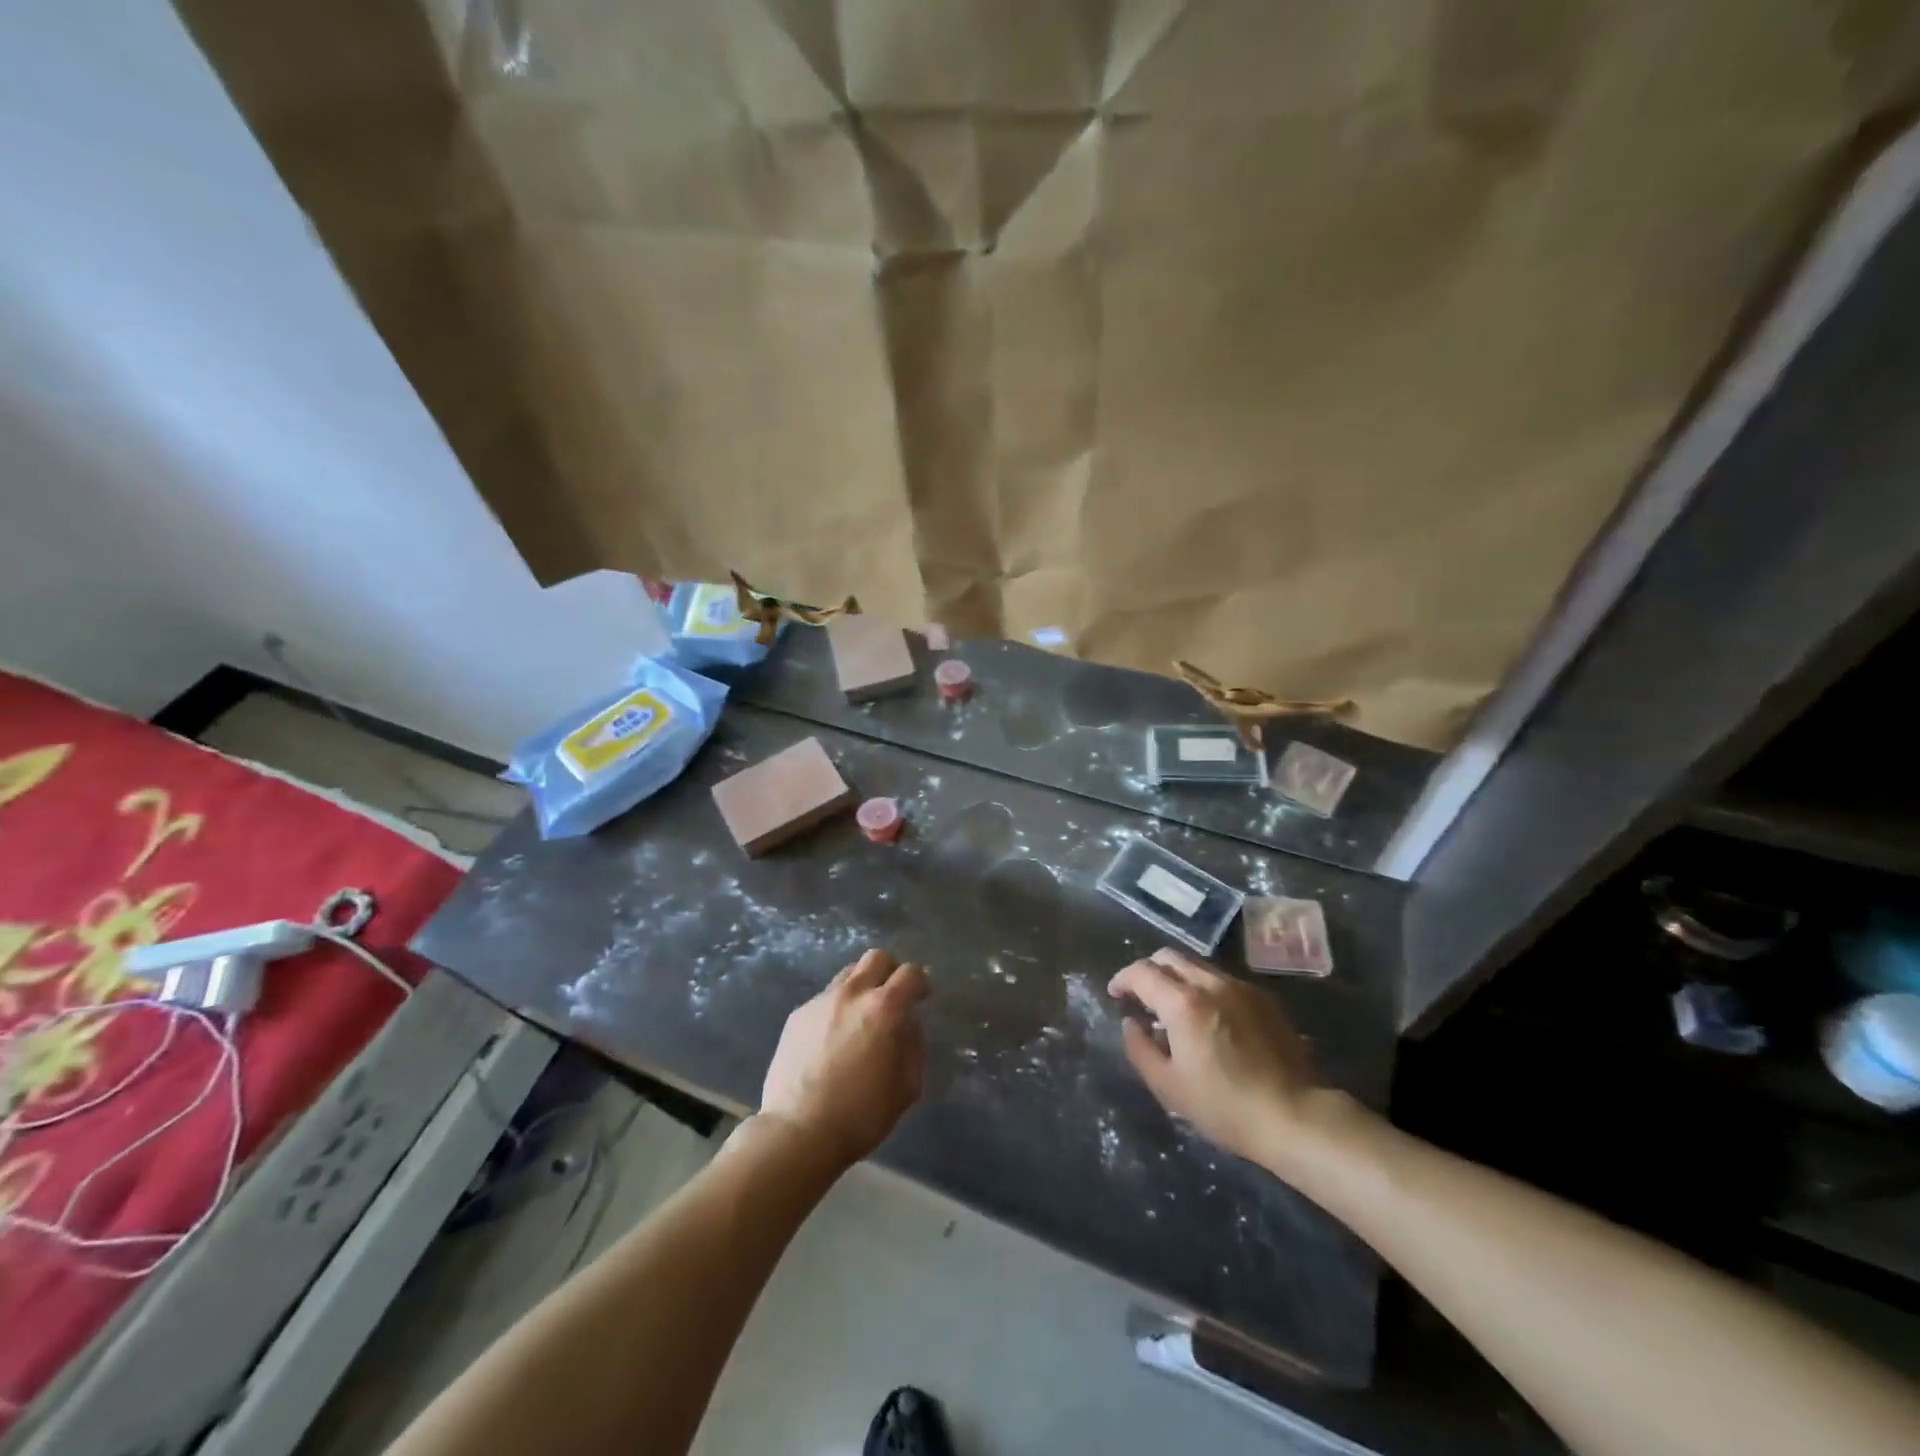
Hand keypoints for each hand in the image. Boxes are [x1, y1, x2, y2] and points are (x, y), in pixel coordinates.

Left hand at [760, 948, 928, 1167]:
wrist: (796, 1132)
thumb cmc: (860, 1115)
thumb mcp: (906, 1088)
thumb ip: (914, 1048)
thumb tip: (909, 1026)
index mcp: (884, 1008)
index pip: (910, 973)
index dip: (921, 982)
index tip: (921, 998)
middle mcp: (852, 993)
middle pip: (877, 957)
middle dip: (891, 971)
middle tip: (893, 997)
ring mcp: (821, 1001)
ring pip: (848, 973)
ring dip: (862, 986)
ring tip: (861, 1017)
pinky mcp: (797, 1015)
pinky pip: (825, 998)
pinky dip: (837, 1007)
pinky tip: (832, 1039)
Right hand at [1108, 948, 1322, 1168]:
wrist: (1296, 1116)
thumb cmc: (1225, 1106)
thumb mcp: (1168, 1086)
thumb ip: (1140, 1048)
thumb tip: (1131, 1023)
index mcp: (1183, 1003)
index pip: (1142, 971)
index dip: (1123, 978)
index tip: (1116, 995)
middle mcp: (1210, 983)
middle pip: (1169, 956)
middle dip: (1148, 970)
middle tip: (1141, 997)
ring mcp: (1240, 987)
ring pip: (1197, 965)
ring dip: (1176, 977)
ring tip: (1173, 1008)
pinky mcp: (1263, 998)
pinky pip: (1222, 979)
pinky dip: (1203, 987)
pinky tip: (1208, 1017)